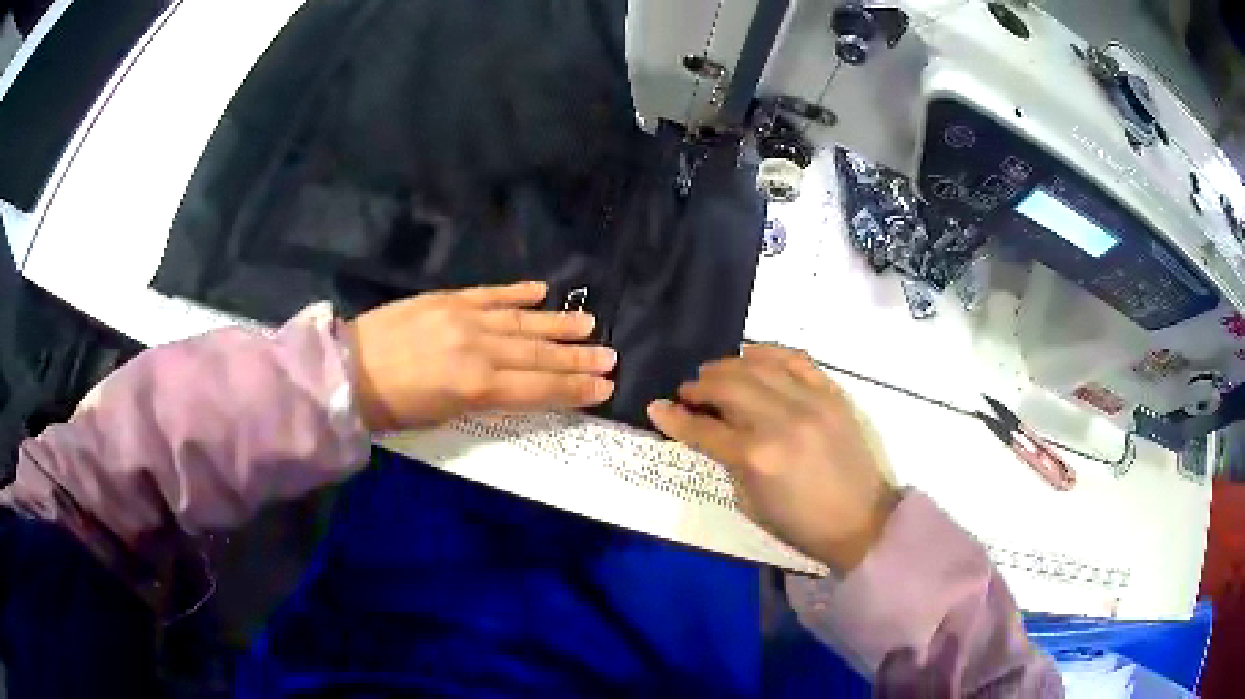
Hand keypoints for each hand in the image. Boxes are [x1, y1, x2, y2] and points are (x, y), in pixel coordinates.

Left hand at [349, 282, 616, 431]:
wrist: (348, 370)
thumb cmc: (392, 408)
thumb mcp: (442, 419)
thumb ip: (484, 402)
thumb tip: (515, 391)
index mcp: (477, 388)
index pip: (539, 389)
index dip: (575, 389)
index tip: (605, 386)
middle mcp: (479, 350)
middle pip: (539, 355)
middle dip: (578, 358)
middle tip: (610, 356)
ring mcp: (464, 318)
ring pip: (522, 322)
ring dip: (558, 324)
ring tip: (590, 323)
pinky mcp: (448, 298)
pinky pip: (490, 294)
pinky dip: (517, 292)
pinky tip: (541, 290)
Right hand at [647, 345, 898, 572]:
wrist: (863, 521)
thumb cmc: (802, 525)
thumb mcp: (751, 503)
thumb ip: (727, 461)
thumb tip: (706, 431)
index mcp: (756, 457)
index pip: (703, 428)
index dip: (674, 418)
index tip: (656, 408)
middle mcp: (781, 420)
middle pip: (727, 385)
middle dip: (699, 386)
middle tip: (689, 393)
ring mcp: (811, 402)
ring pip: (758, 365)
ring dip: (728, 365)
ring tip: (716, 374)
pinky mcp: (833, 394)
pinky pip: (796, 359)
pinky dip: (769, 352)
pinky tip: (752, 355)